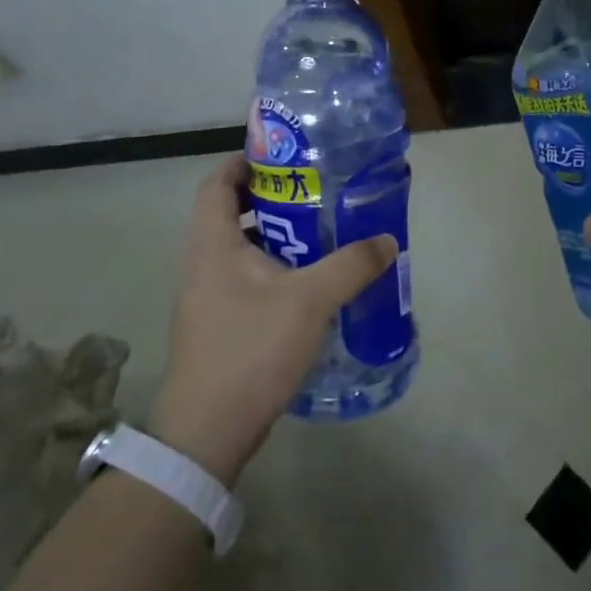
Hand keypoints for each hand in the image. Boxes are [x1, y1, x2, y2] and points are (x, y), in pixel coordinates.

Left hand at [148, 158, 396, 484]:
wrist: (207, 434)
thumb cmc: (250, 349)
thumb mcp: (309, 301)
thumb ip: (351, 266)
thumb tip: (388, 241)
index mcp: (213, 244)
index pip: (217, 183)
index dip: (245, 162)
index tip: (285, 157)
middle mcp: (203, 264)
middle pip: (232, 213)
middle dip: (273, 199)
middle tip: (317, 194)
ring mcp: (208, 299)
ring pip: (241, 250)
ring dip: (277, 238)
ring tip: (322, 236)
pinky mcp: (218, 327)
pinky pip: (246, 281)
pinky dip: (275, 271)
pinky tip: (310, 287)